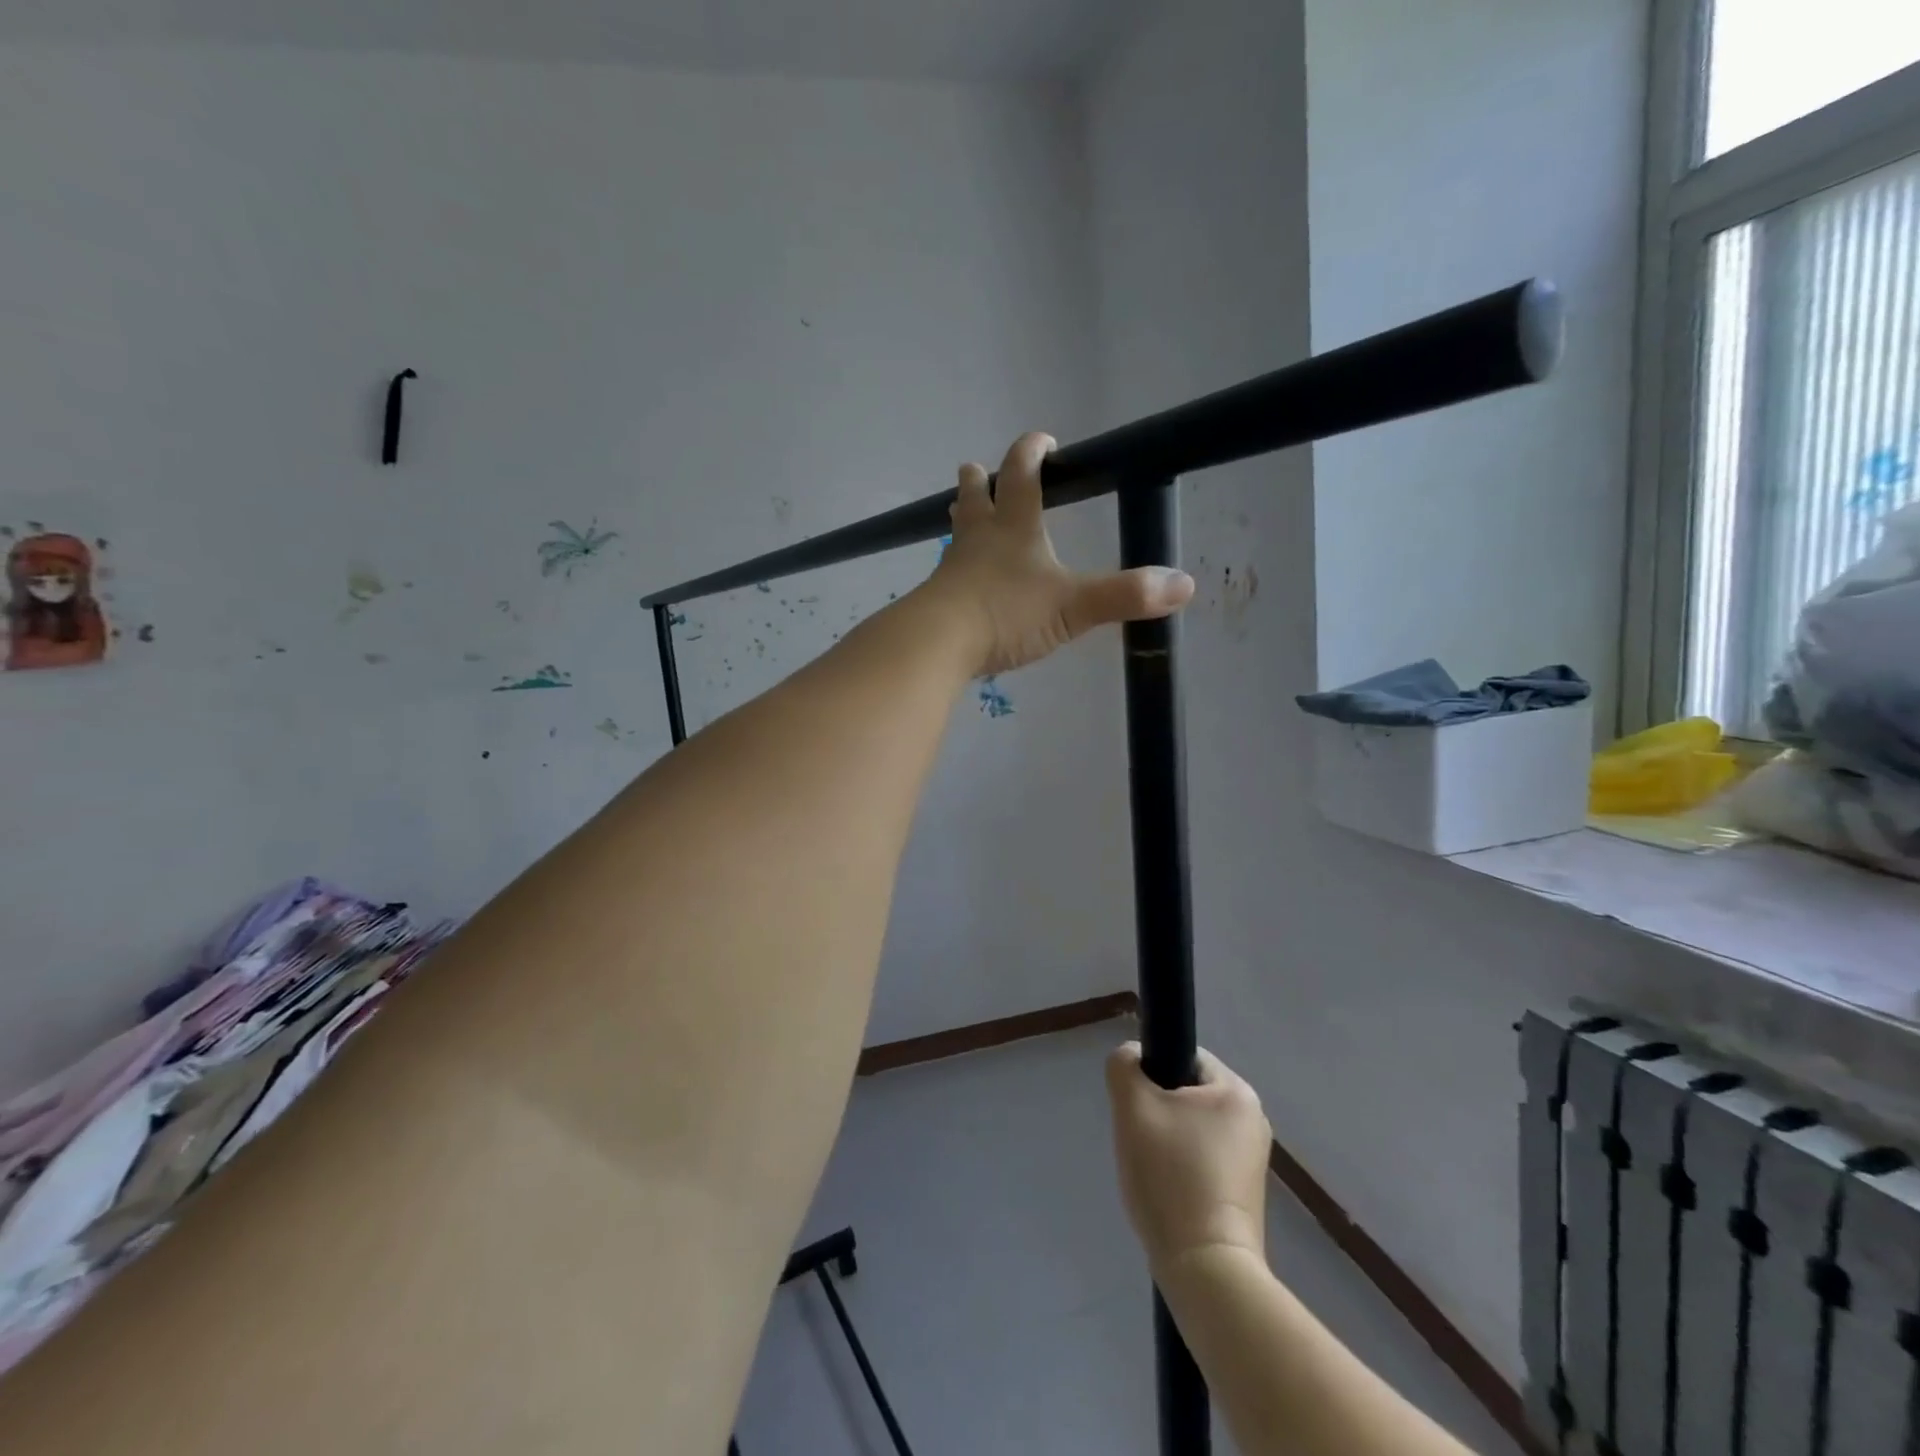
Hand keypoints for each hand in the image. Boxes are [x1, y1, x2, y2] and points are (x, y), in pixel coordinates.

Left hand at [925, 432, 1194, 675]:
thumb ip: (1125, 595)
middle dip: (981, 479)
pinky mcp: (938, 598)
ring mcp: (954, 567)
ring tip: (961, 506)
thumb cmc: (1007, 613)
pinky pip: (948, 571)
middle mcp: (980, 538)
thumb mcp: (1073, 606)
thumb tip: (1184, 584)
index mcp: (1014, 526)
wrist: (939, 643)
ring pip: (957, 530)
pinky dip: (956, 564)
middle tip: (978, 469)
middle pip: (976, 496)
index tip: (1044, 441)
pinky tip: (958, 578)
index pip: (1022, 473)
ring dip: (963, 514)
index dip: (1032, 452)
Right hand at [1106, 1043, 1271, 1272]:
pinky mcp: (1244, 1193)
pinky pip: (1201, 1159)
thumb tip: (1130, 1058)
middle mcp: (1252, 1119)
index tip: (1136, 1107)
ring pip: (1190, 1127)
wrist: (1206, 1270)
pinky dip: (1179, 1168)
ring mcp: (1252, 1159)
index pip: (1183, 1056)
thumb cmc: (1171, 1176)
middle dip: (1156, 1111)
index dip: (1151, 1074)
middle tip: (1139, 1139)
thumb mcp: (1133, 1107)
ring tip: (1151, 1171)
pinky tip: (1166, 1193)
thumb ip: (1124, 1066)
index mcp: (1236, 1091)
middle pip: (1186, 1093)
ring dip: (1164, 1140)